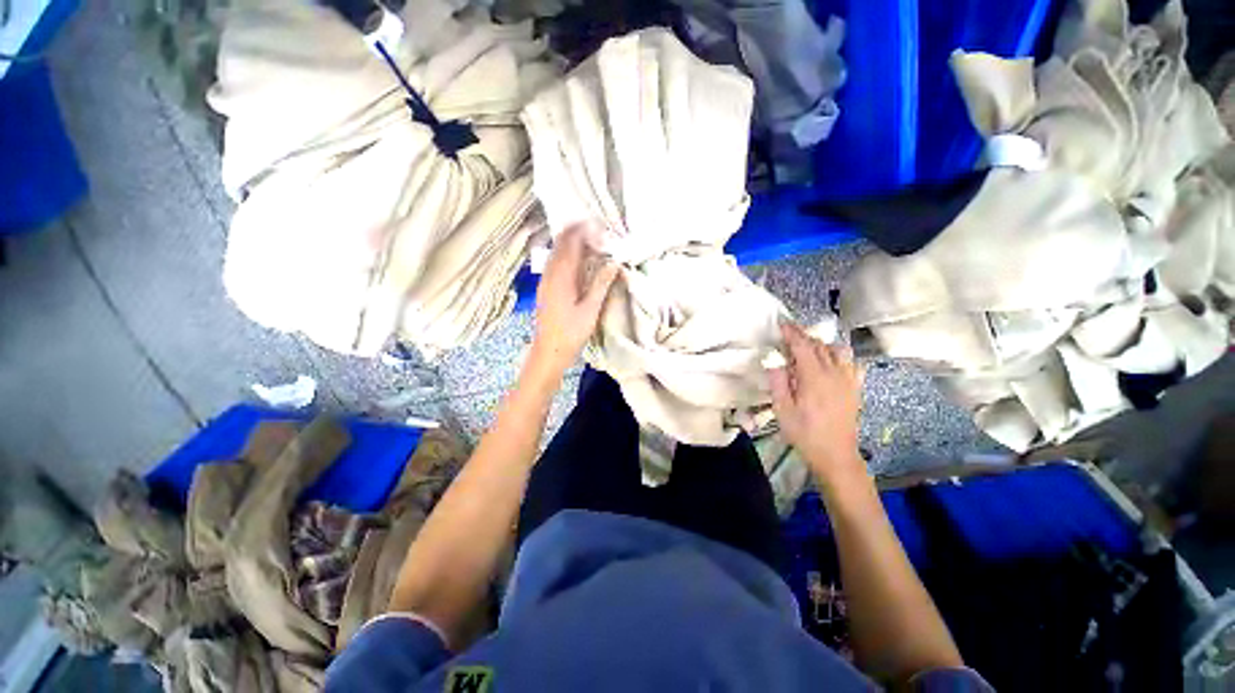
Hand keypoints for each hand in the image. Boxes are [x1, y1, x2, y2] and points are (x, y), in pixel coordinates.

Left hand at [529, 224, 619, 374]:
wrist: (549, 351)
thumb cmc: (571, 332)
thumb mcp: (590, 309)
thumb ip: (601, 284)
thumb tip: (614, 263)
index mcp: (561, 276)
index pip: (570, 242)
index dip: (584, 230)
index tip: (599, 224)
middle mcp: (550, 273)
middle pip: (561, 243)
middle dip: (577, 232)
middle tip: (597, 231)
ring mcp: (545, 280)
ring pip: (557, 252)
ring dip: (572, 243)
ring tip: (591, 243)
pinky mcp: (545, 288)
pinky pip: (555, 263)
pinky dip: (567, 255)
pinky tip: (579, 262)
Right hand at [769, 322, 865, 489]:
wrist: (835, 455)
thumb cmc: (804, 433)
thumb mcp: (782, 409)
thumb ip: (778, 381)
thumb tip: (774, 359)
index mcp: (814, 377)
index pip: (803, 345)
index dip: (791, 332)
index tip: (781, 324)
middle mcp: (835, 373)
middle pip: (820, 345)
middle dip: (804, 336)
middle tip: (788, 336)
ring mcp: (849, 380)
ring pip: (838, 350)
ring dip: (821, 344)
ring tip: (808, 349)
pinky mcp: (855, 388)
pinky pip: (852, 363)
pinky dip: (840, 357)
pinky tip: (831, 363)